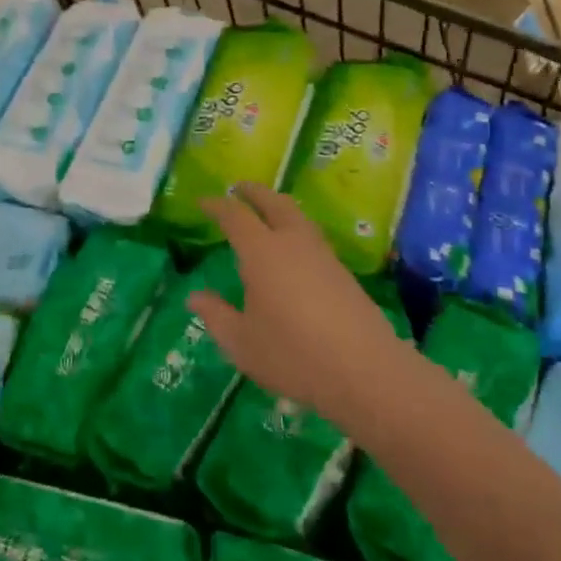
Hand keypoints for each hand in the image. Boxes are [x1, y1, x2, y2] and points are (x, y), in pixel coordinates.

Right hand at [187, 185, 412, 434]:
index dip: (217, 205)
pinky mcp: (343, 273)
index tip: (203, 201)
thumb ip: (216, 315)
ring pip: (298, 217)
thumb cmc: (293, 355)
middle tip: (238, 189)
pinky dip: (295, 229)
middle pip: (274, 203)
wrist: (365, 371)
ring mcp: (323, 256)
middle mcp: (293, 243)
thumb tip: (195, 297)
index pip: (235, 216)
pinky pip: (312, 237)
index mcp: (262, 252)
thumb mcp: (241, 343)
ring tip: (266, 214)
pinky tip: (292, 251)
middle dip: (254, 192)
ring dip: (279, 207)